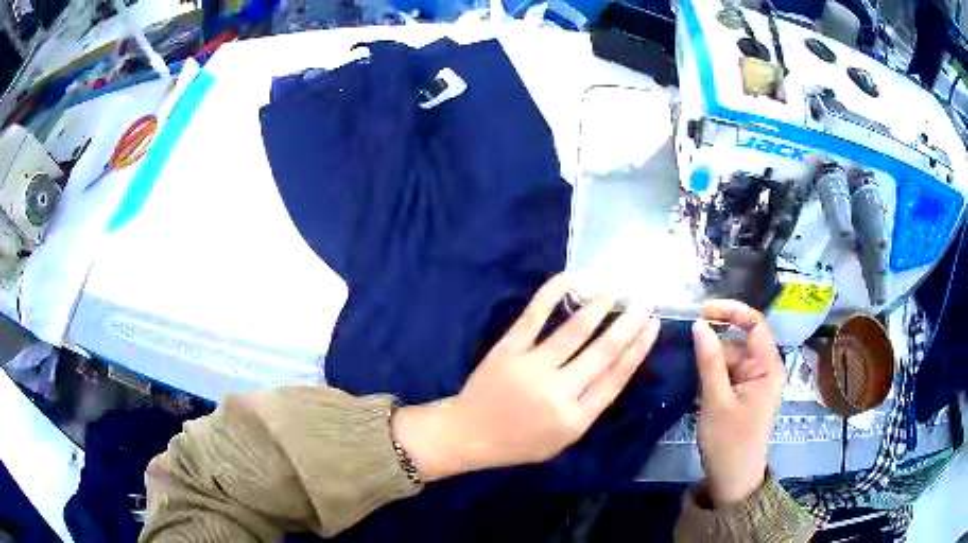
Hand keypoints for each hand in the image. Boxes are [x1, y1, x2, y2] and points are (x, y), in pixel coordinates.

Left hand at [393, 274, 660, 480]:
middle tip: (645, 301)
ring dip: (598, 305)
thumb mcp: (562, 440)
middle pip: (602, 352)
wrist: (469, 433)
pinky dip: (552, 294)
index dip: (638, 349)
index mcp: (575, 418)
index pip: (616, 378)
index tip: (653, 326)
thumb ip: (589, 409)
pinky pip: (534, 316)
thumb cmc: (519, 441)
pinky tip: (570, 278)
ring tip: (615, 288)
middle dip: (628, 323)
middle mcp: (558, 392)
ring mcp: (531, 367)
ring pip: (573, 331)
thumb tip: (615, 369)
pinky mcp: (508, 349)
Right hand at [692, 300, 784, 505]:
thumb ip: (709, 361)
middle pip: (738, 342)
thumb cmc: (729, 443)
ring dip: (710, 361)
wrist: (732, 481)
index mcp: (768, 366)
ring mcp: (753, 382)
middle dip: (713, 344)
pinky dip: (711, 375)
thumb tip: (699, 324)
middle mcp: (764, 369)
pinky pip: (727, 374)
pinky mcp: (742, 394)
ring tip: (687, 370)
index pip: (755, 323)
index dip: (731, 311)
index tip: (701, 311)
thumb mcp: (716, 401)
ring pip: (729, 358)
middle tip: (684, 347)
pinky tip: (695, 383)